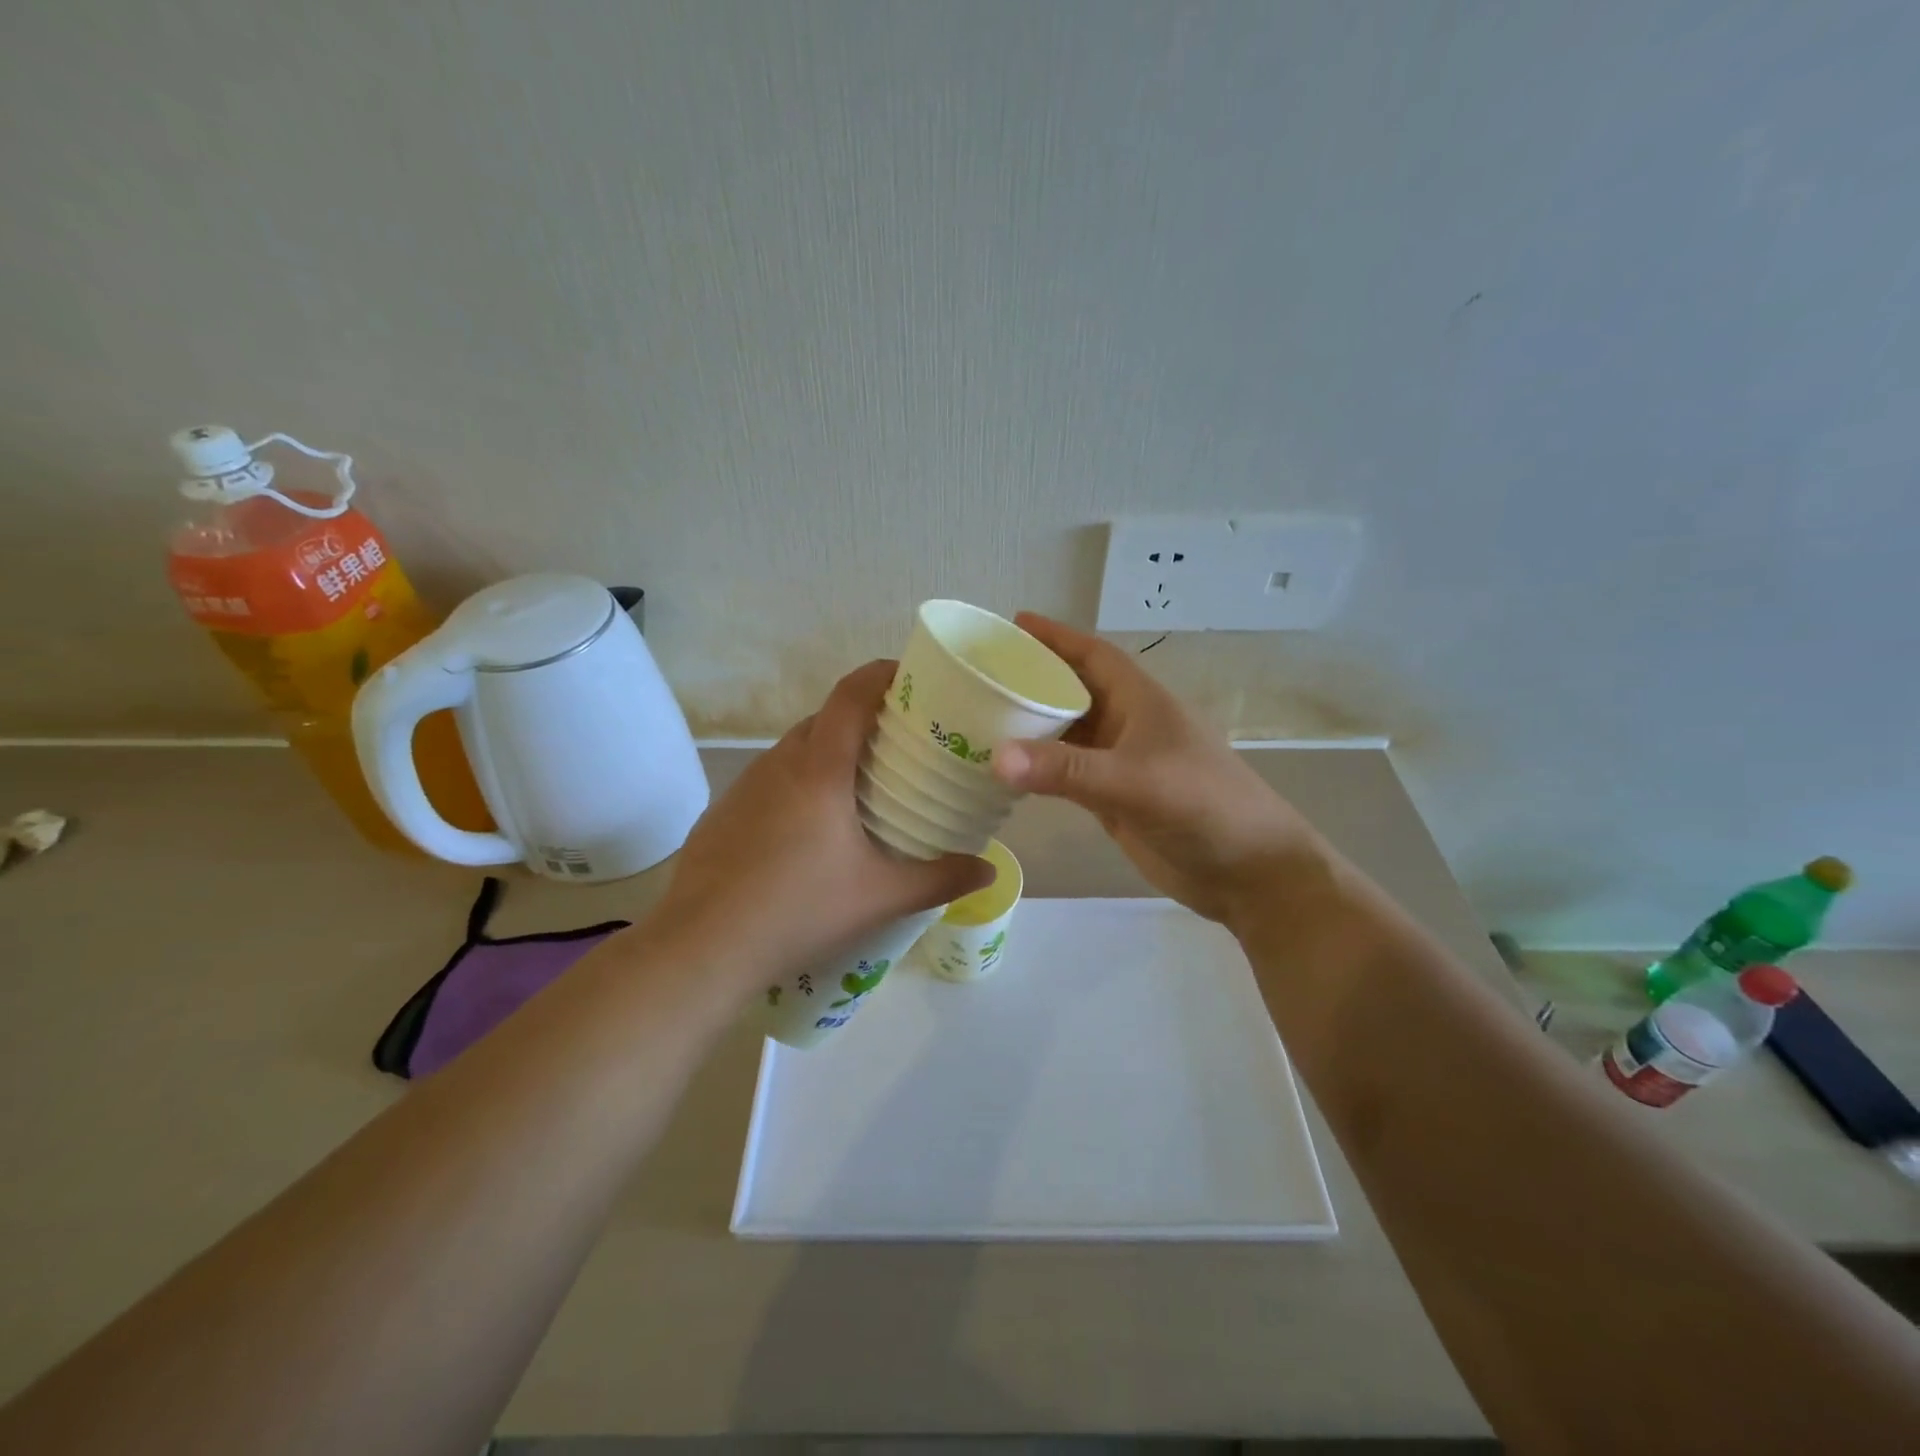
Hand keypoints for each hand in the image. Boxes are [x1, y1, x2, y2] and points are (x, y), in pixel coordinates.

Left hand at [653, 660, 992, 983]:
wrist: (703, 948)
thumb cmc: (799, 910)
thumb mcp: (880, 897)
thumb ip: (940, 879)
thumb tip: (988, 870)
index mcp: (819, 768)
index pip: (851, 695)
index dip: (882, 674)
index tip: (913, 676)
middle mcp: (778, 763)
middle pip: (824, 719)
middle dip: (863, 720)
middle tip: (900, 744)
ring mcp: (744, 787)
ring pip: (794, 750)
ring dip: (828, 753)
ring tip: (859, 787)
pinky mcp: (722, 812)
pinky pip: (769, 780)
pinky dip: (797, 784)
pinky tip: (808, 829)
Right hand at [990, 614, 1322, 927]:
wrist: (1248, 872)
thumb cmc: (1203, 807)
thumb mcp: (1135, 781)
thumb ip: (1067, 770)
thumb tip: (995, 758)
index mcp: (1141, 701)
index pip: (1092, 656)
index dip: (1056, 637)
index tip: (1013, 623)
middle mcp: (1128, 725)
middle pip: (1073, 692)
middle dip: (1032, 680)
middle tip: (980, 675)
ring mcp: (1121, 764)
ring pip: (1067, 735)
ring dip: (1031, 726)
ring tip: (980, 717)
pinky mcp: (1114, 800)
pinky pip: (1067, 775)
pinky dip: (1039, 769)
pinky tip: (1006, 770)